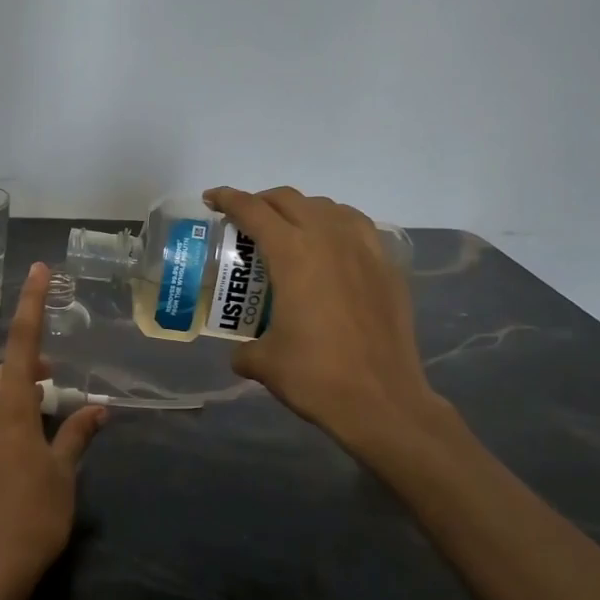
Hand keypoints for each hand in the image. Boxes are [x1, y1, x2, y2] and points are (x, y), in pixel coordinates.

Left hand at [0, 262, 108, 599]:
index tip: (38, 270)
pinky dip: (9, 417)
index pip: (22, 345)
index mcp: (8, 409)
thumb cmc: (34, 516)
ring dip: (19, 392)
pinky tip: (29, 444)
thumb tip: (98, 409)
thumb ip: (77, 434)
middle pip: (4, 372)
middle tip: (58, 376)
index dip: (31, 305)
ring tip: (48, 408)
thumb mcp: (63, 473)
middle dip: (30, 364)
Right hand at [204, 186, 459, 465]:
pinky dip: (336, 226)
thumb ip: (245, 350)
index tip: (212, 199)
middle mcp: (329, 239)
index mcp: (293, 254)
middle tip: (246, 219)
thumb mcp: (265, 363)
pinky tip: (331, 249)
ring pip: (328, 207)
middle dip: (262, 202)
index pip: (254, 211)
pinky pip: (358, 228)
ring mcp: (364, 250)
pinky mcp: (388, 268)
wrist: (382, 400)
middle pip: (290, 200)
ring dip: (302, 210)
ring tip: (289, 231)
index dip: (228, 199)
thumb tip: (242, 353)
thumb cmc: (316, 376)